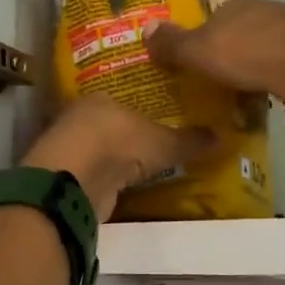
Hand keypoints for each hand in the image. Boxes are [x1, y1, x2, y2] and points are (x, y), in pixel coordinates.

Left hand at [21, 95, 215, 221]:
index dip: (140, 109)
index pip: (123, 99)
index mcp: (101, 97)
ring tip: (139, 169)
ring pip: (97, 149)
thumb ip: (188, 141)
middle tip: (151, 146)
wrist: (76, 179)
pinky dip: (104, 180)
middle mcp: (80, 116)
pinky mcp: (64, 175)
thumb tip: (220, 137)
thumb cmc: (119, 144)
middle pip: (108, 124)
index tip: (157, 120)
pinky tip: (119, 187)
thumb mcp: (163, 143)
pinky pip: (92, 174)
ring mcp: (69, 147)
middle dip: (126, 135)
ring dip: (113, 159)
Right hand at [145, 0, 284, 142]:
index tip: (201, 66)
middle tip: (228, 94)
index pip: (219, 20)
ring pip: (281, 64)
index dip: (208, 42)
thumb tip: (145, 28)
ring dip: (271, 86)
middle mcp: (272, 19)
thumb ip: (173, 44)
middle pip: (251, 41)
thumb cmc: (246, 55)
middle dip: (241, 66)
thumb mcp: (199, 51)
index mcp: (240, 10)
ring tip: (258, 112)